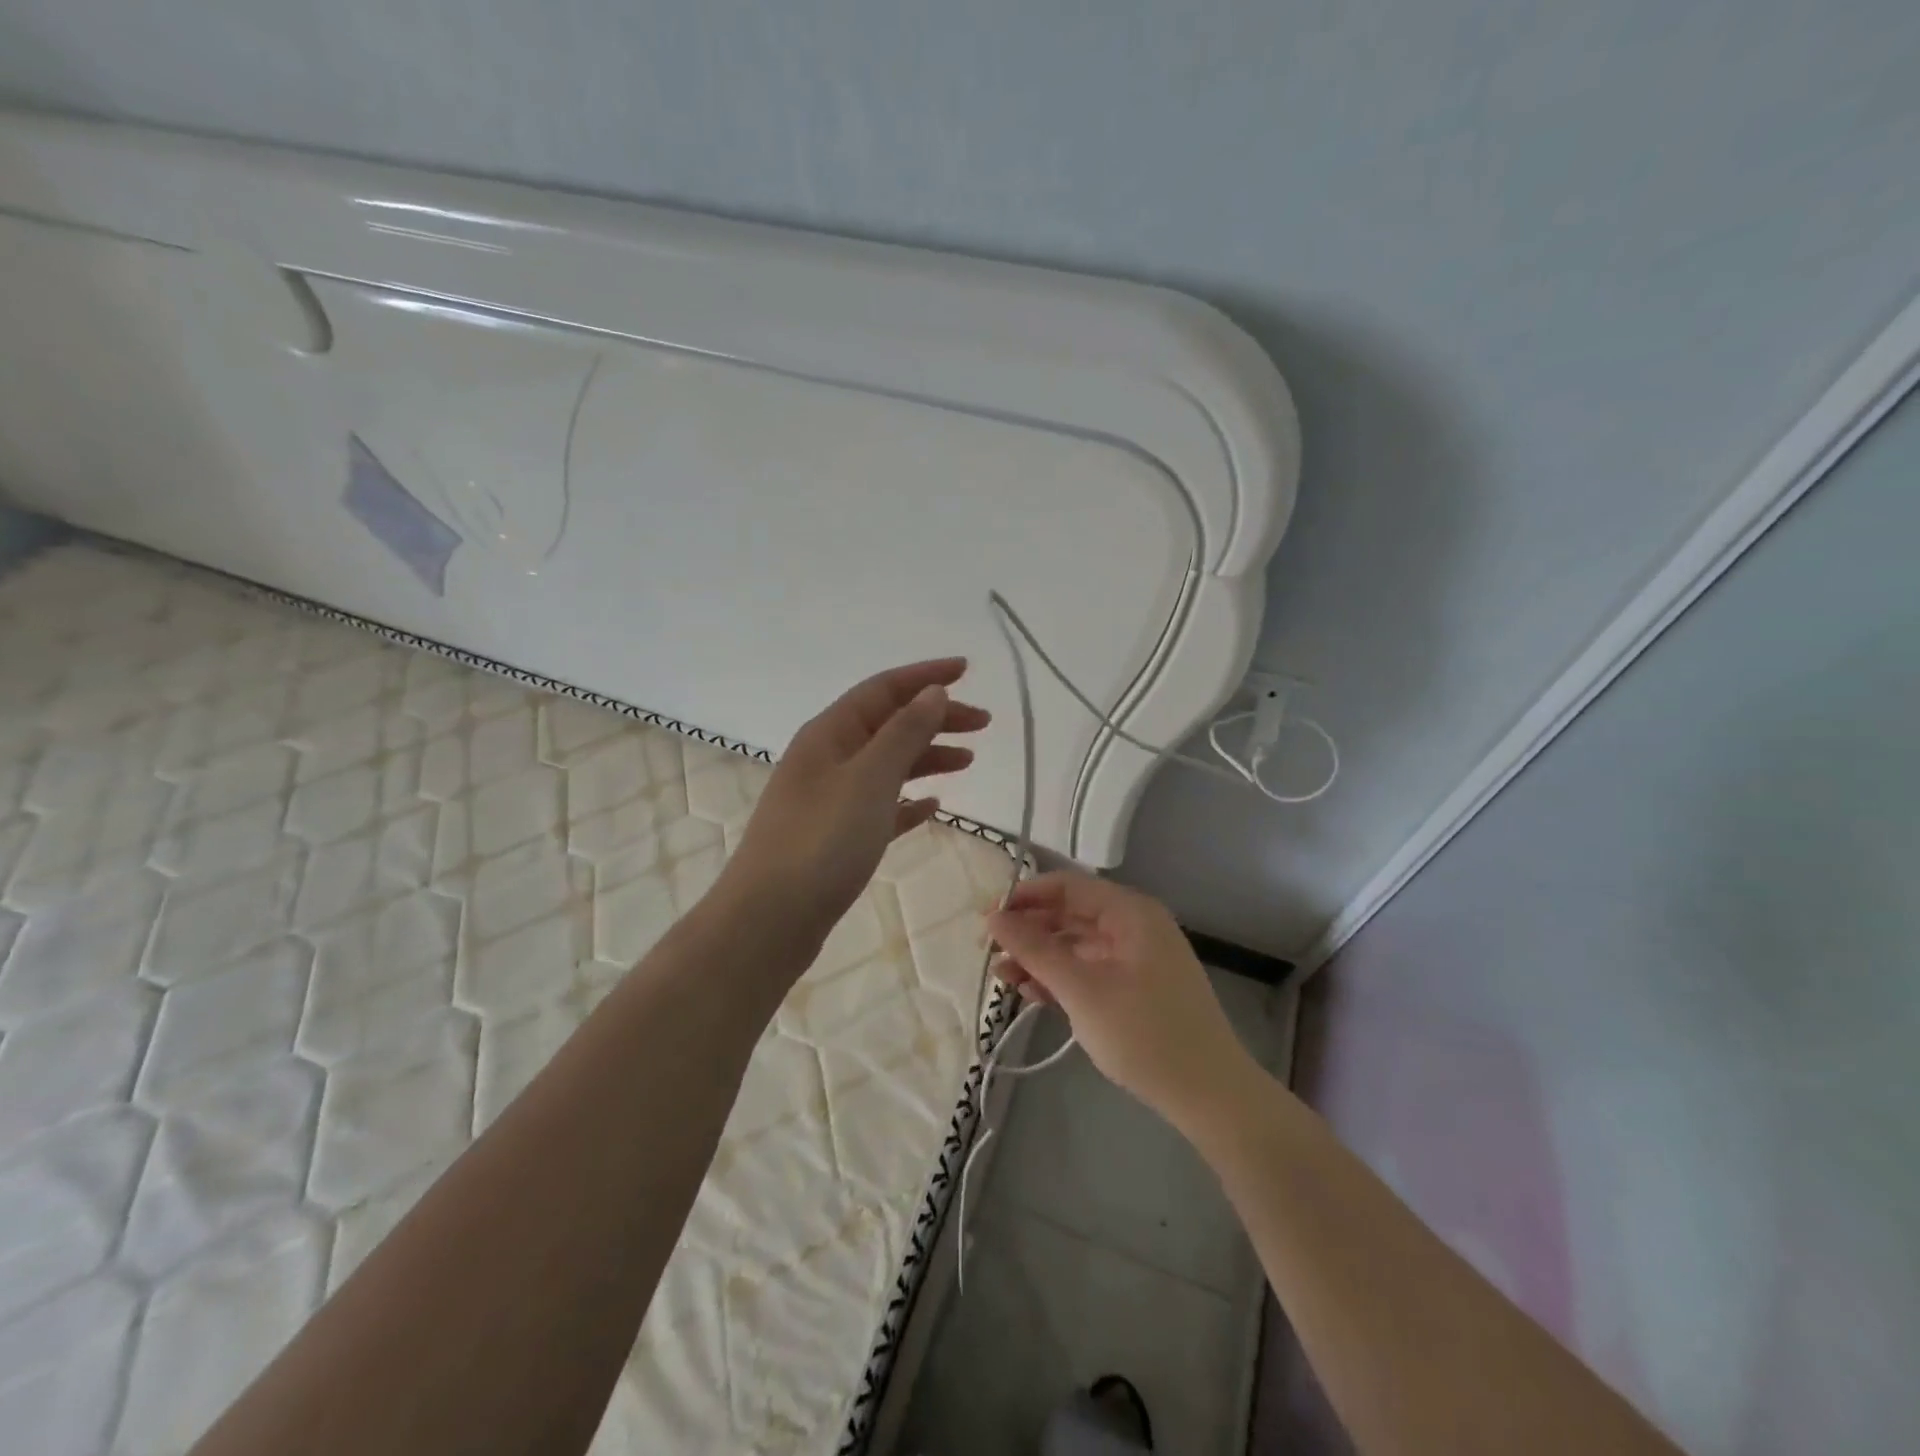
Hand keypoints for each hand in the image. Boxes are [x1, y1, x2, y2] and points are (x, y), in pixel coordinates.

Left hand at [721, 657, 989, 943]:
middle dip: (935, 717)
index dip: (925, 676)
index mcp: (830, 733)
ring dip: (926, 756)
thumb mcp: (870, 778)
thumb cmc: (821, 841)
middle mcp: (827, 758)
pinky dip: (908, 800)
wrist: (769, 920)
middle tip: (983, 723)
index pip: (883, 689)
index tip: (967, 670)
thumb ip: (904, 732)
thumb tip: (932, 691)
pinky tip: (932, 807)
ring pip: (887, 764)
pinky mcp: (836, 837)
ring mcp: (829, 798)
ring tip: (968, 760)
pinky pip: (880, 805)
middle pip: (888, 724)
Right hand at [987, 872, 1258, 1131]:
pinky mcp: (1136, 988)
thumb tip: (994, 918)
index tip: (987, 920)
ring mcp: (1136, 958)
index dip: (1024, 898)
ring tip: (1002, 979)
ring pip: (1076, 945)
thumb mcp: (1081, 989)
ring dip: (1039, 959)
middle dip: (1028, 932)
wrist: (1210, 1095)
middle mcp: (1134, 926)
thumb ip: (1035, 949)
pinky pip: (1090, 970)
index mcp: (1130, 912)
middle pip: (1070, 915)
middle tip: (988, 954)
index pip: (1066, 886)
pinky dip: (1061, 979)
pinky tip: (1031, 994)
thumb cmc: (1144, 1033)